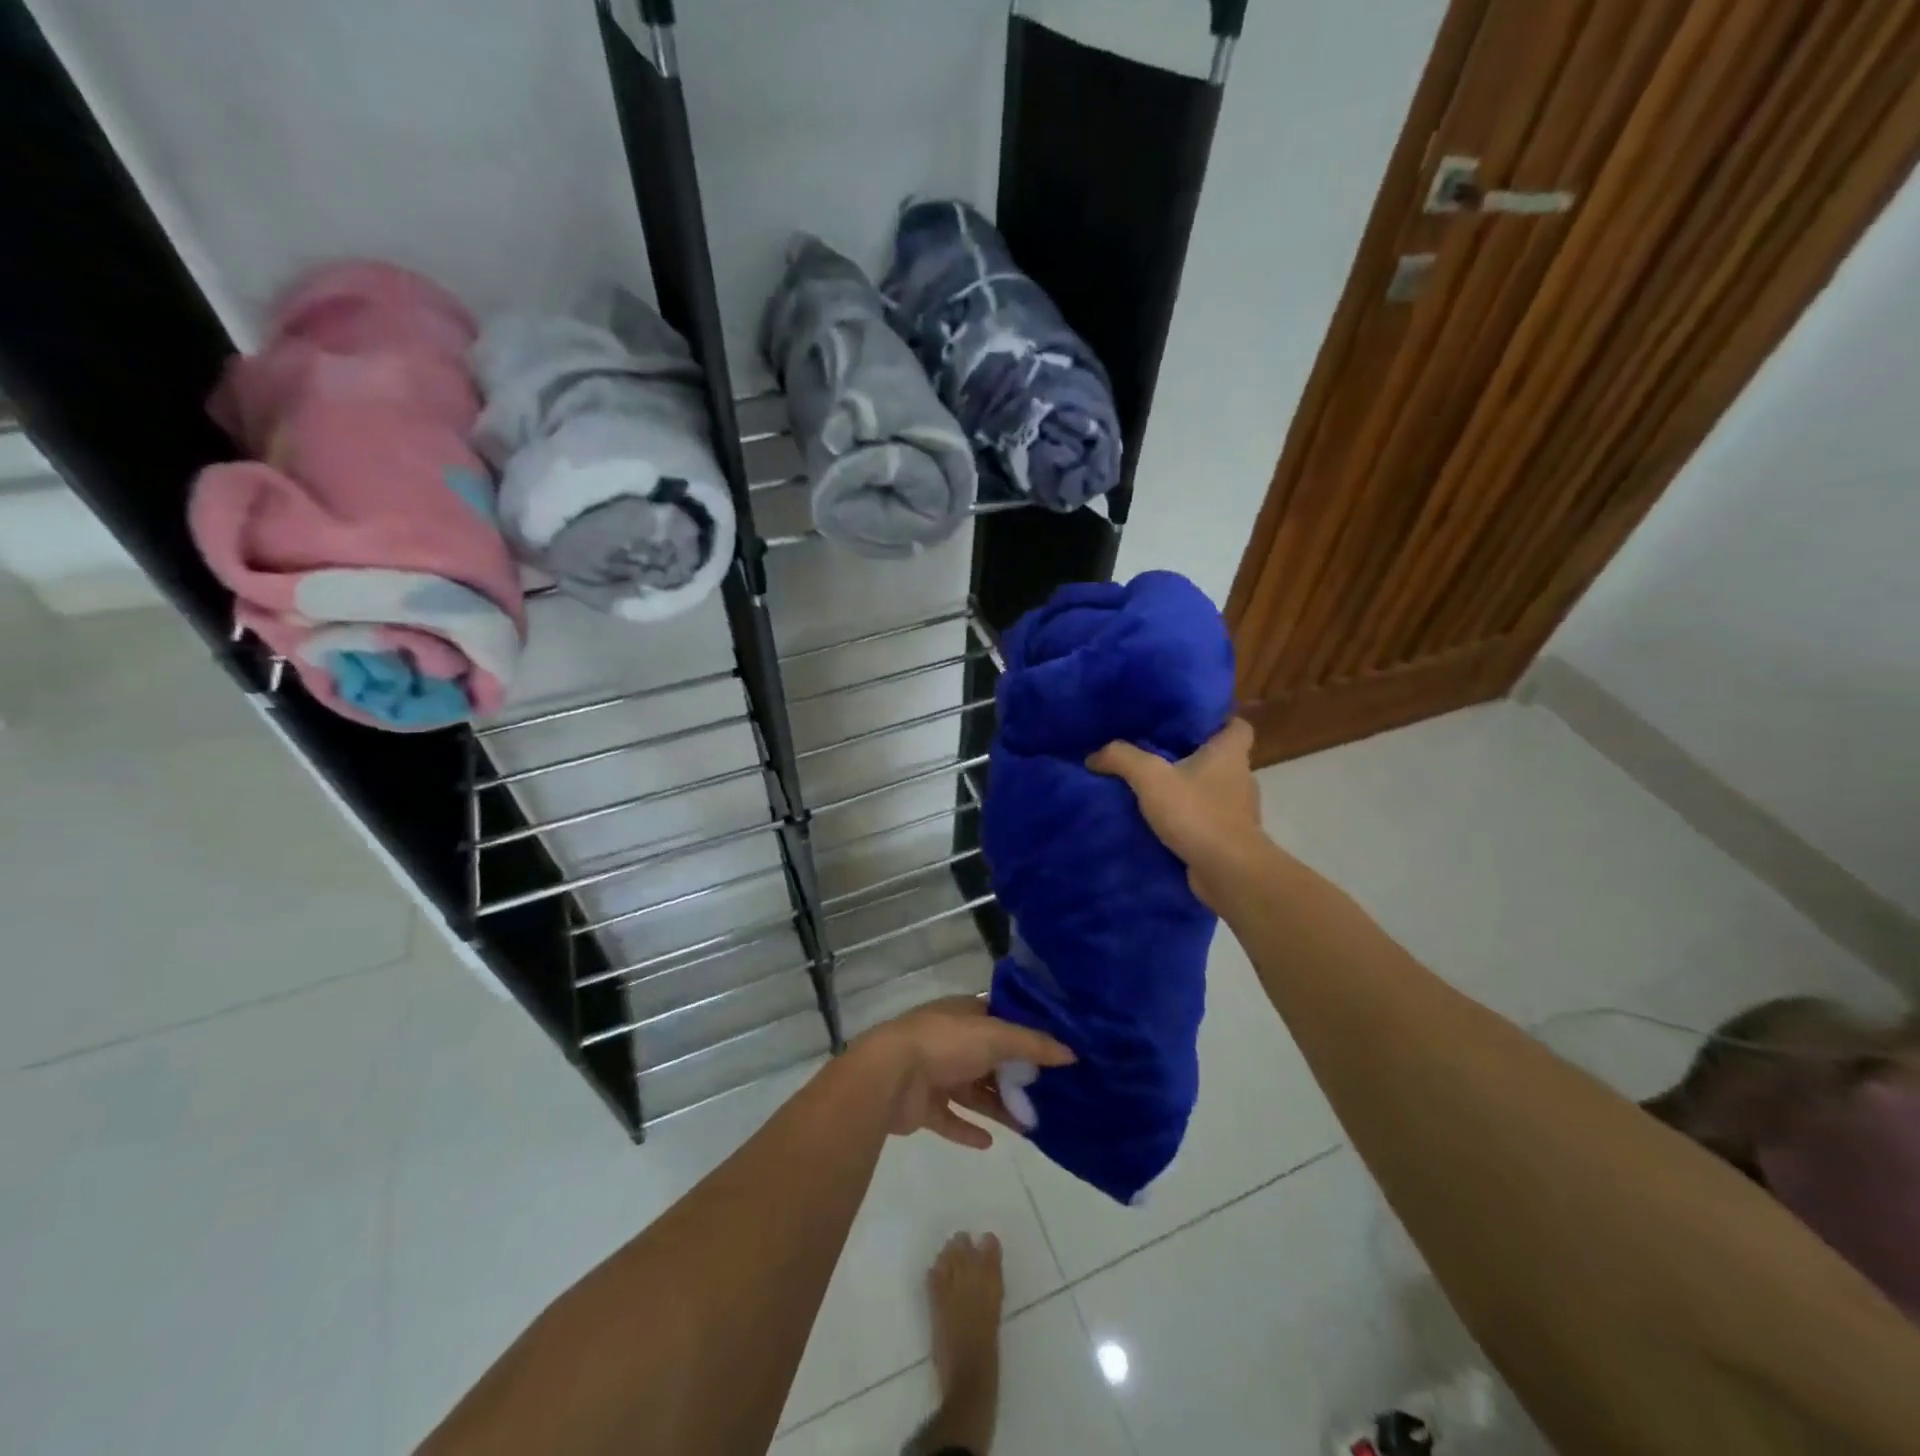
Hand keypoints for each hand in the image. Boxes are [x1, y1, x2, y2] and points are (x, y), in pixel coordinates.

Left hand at [854, 996, 1074, 1149]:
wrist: (890, 1075)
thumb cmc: (945, 1044)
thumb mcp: (996, 1036)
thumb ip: (1033, 1044)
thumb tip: (1072, 1052)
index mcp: (963, 1014)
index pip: (999, 1019)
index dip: (1026, 1033)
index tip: (1055, 1053)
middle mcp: (949, 1040)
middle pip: (989, 1058)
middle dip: (1016, 1076)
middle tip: (1049, 1096)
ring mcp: (933, 1072)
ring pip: (973, 1090)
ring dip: (998, 1106)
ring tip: (1029, 1125)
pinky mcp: (922, 1105)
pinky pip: (950, 1118)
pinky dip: (968, 1129)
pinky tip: (990, 1142)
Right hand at [1087, 718, 1263, 909]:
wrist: (1227, 871)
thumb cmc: (1196, 813)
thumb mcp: (1150, 777)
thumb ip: (1121, 758)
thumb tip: (1093, 755)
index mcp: (1231, 754)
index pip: (1237, 725)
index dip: (1217, 721)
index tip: (1188, 726)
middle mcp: (1242, 779)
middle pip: (1221, 759)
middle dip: (1193, 758)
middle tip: (1157, 757)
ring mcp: (1239, 812)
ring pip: (1213, 792)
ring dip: (1190, 792)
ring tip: (1155, 793)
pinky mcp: (1231, 839)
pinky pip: (1208, 821)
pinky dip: (1190, 821)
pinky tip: (1163, 825)